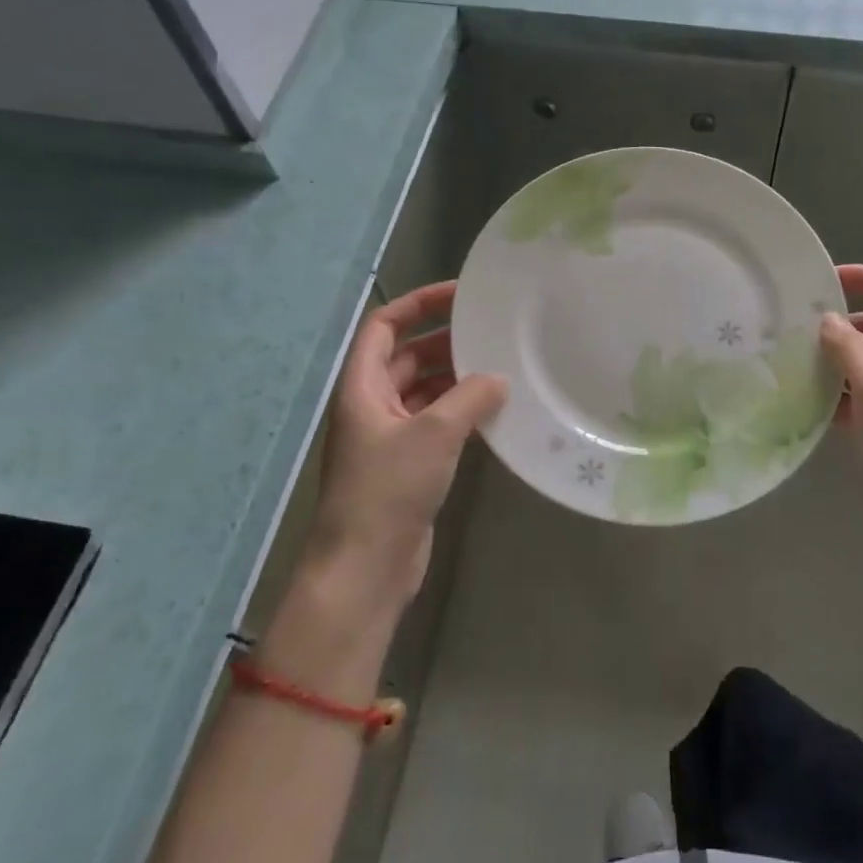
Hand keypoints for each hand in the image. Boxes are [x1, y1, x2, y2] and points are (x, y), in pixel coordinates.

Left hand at [311, 281, 506, 605]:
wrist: (365, 568)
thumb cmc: (388, 490)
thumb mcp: (434, 434)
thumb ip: (470, 398)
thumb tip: (499, 379)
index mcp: (362, 387)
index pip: (384, 327)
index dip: (417, 304)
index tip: (459, 294)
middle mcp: (372, 406)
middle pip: (406, 357)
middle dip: (444, 341)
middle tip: (491, 332)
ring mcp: (389, 437)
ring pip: (424, 391)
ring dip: (456, 379)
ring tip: (501, 367)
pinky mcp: (407, 466)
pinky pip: (435, 423)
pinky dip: (460, 412)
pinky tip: (493, 412)